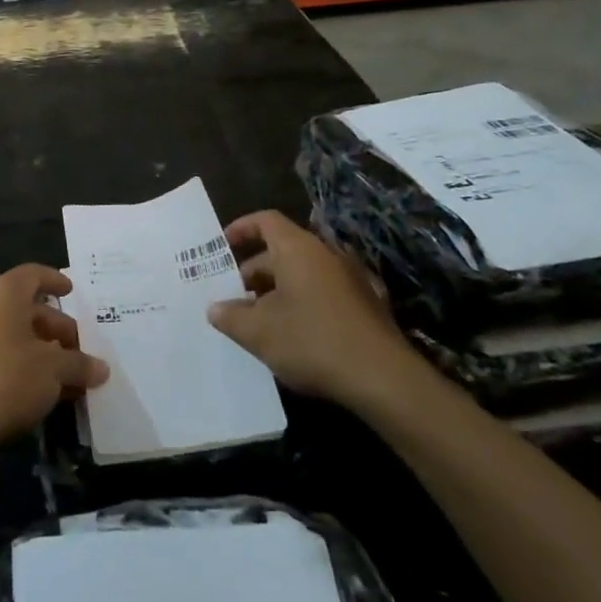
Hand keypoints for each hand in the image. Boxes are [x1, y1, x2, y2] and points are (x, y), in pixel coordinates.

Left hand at [0, 265, 108, 462]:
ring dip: (42, 351)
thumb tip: (101, 368)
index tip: (71, 291)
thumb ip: (79, 364)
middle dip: (56, 328)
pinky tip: (44, 391)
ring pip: (12, 334)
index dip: (55, 280)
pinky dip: (22, 364)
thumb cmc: (7, 379)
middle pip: (25, 308)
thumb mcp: (54, 369)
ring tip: (69, 375)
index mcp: (1, 293)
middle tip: (80, 349)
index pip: (33, 274)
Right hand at [206, 210, 432, 413]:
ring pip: (301, 275)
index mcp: (299, 249)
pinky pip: (322, 293)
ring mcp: (350, 280)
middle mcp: (326, 255)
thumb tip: (215, 308)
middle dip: (252, 272)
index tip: (221, 247)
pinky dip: (300, 304)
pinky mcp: (365, 306)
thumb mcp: (259, 332)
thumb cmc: (313, 342)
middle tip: (231, 298)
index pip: (265, 221)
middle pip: (281, 251)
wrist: (385, 380)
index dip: (240, 229)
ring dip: (275, 292)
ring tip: (255, 321)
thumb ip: (230, 316)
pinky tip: (290, 336)